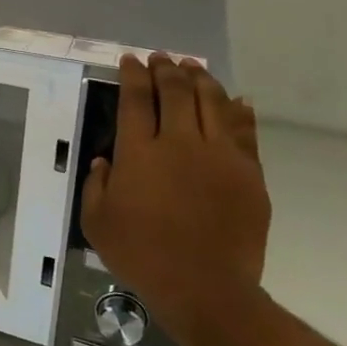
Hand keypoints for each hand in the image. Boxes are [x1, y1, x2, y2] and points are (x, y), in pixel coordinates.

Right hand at [78, 53, 270, 343]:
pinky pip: (245, 132)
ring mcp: (220, 156)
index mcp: (140, 152)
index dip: (133, 76)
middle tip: (161, 58)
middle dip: (166, 70)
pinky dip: (239, 111)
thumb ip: (97, 183)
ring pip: (213, 103)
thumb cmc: (141, 254)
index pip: (136, 100)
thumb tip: (105, 160)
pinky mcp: (249, 174)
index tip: (130, 60)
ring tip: (195, 68)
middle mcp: (181, 143)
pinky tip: (236, 99)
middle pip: (176, 93)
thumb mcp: (97, 220)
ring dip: (202, 81)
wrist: (206, 287)